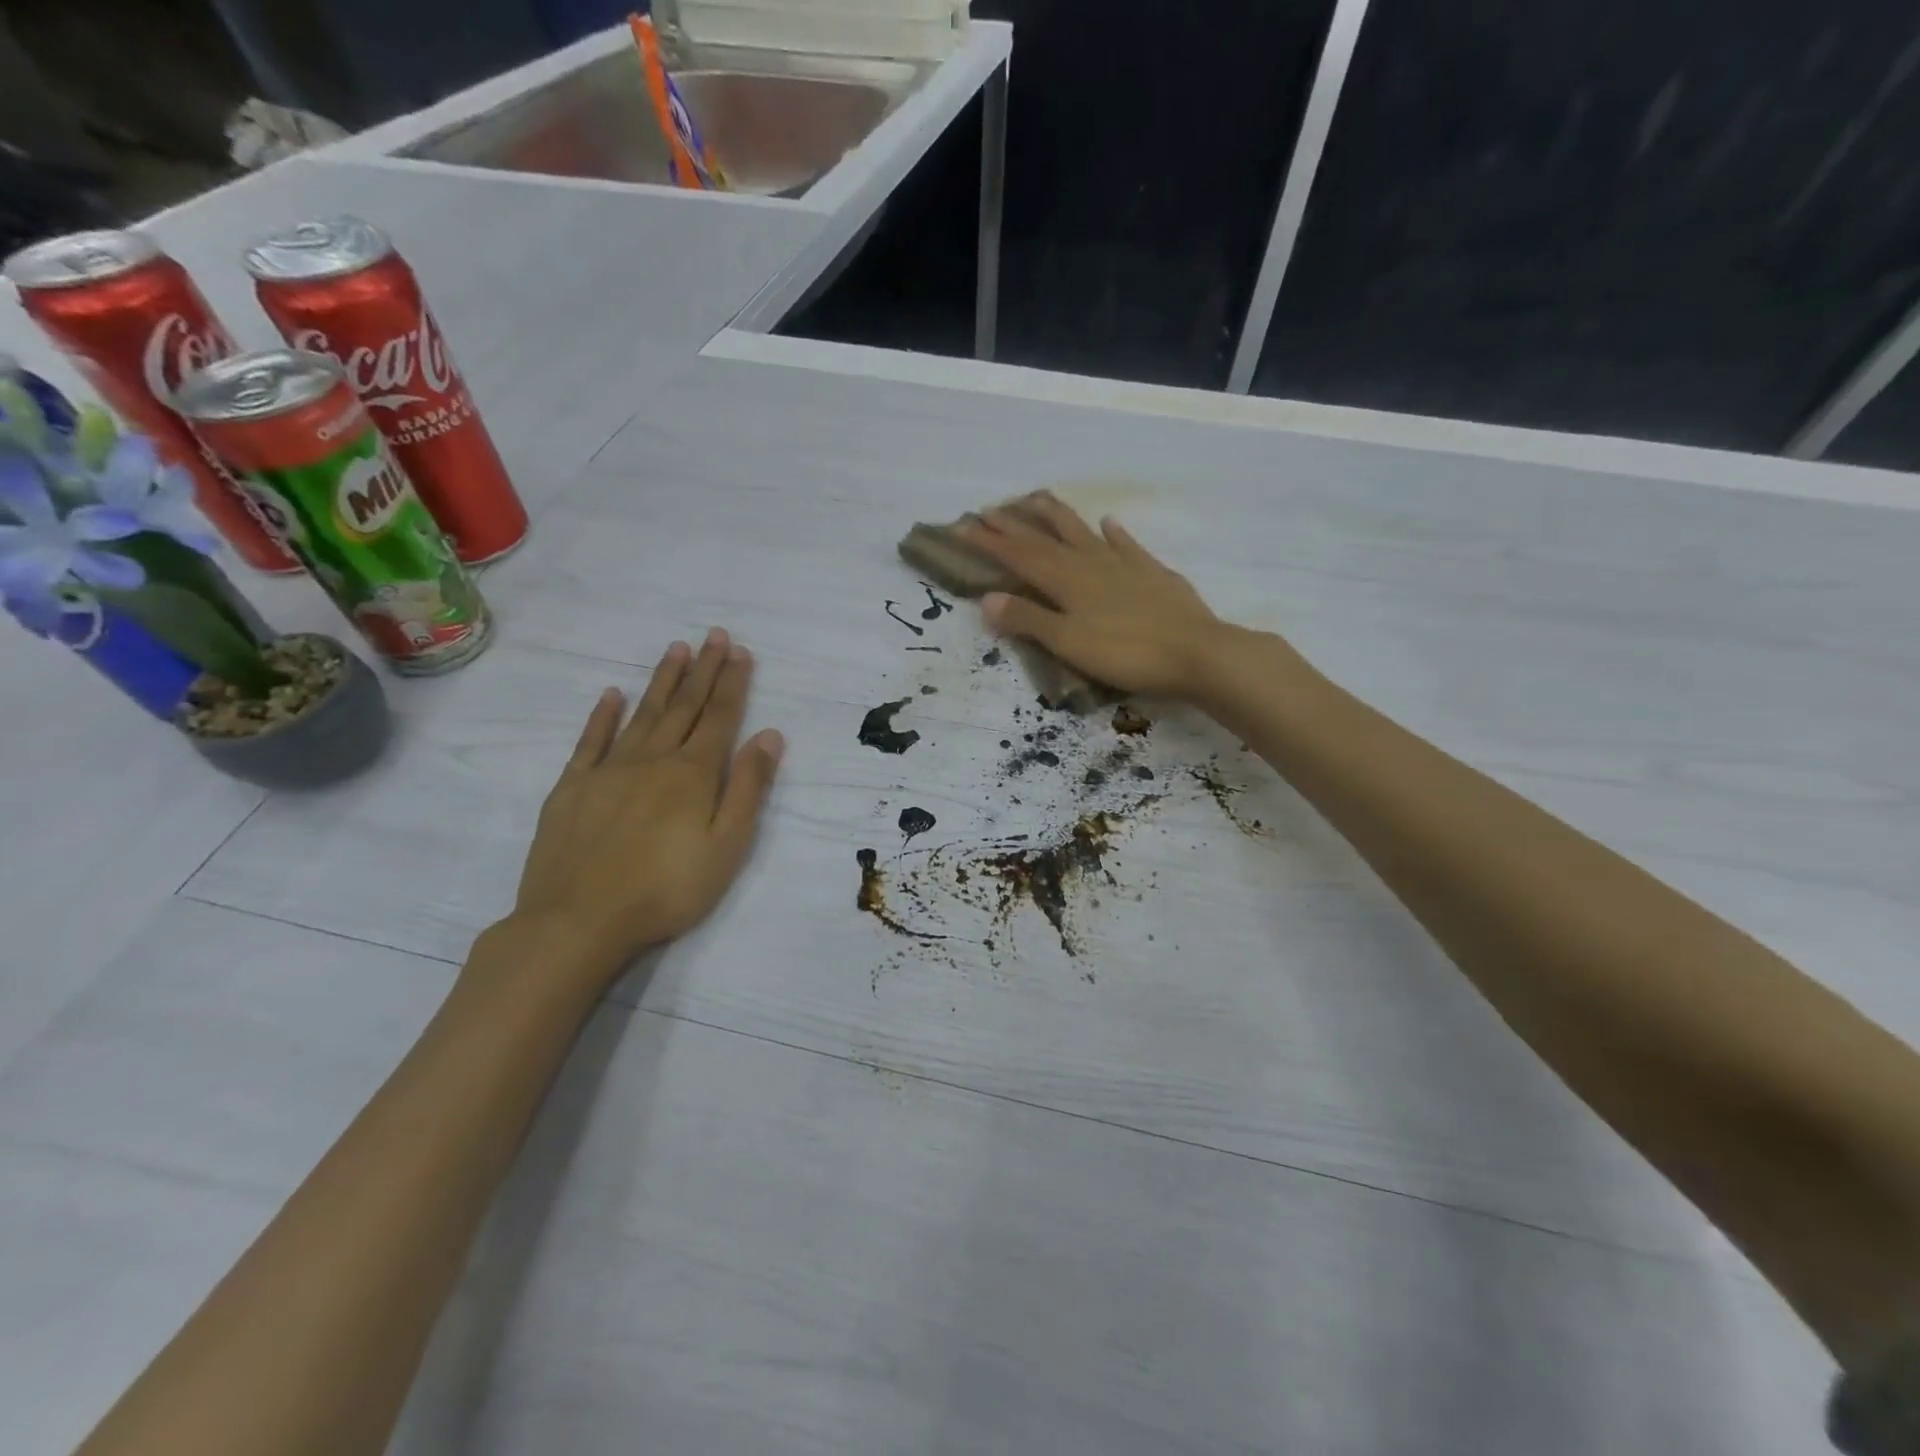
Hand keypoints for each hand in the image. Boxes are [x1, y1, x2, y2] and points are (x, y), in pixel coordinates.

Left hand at [499, 629, 784, 986]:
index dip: (731, 683)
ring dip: (662, 681)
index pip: (719, 718)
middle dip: (702, 670)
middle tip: (713, 635)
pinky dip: (603, 715)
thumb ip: (747, 788)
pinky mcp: (572, 788)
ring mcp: (608, 771)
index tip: (739, 651)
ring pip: (642, 714)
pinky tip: (612, 695)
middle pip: (683, 707)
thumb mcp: (726, 846)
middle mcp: (652, 760)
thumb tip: (769, 735)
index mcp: (692, 774)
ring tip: (676, 650)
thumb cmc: (666, 890)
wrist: (577, 922)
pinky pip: (591, 741)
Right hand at [957, 492, 1238, 700]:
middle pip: (1045, 539)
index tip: (963, 526)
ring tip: (1037, 498)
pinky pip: (1127, 545)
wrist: (1195, 651)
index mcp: (1066, 581)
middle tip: (988, 509)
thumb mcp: (1068, 643)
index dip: (990, 542)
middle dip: (1014, 525)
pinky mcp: (1152, 573)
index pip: (1019, 557)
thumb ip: (1028, 620)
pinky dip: (1113, 533)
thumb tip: (987, 600)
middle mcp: (1090, 563)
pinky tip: (1108, 523)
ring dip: (1057, 516)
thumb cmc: (1126, 653)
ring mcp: (1123, 564)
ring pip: (1082, 533)